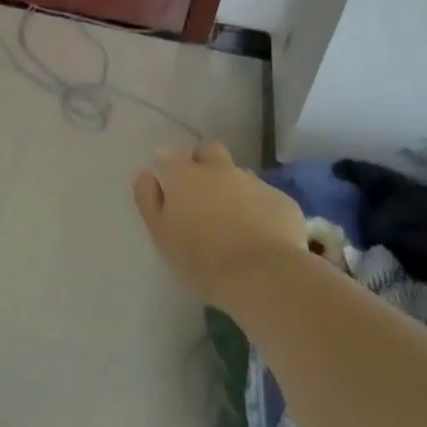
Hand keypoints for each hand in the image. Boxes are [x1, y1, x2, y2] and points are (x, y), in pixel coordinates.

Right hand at [131, 141, 310, 309]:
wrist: (262, 275)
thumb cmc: (200, 258)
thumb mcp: (161, 233)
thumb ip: (149, 199)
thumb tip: (144, 174)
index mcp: (185, 176)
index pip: (171, 155)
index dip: (167, 163)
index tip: (167, 178)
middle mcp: (220, 170)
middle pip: (209, 151)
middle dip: (202, 161)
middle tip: (200, 191)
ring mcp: (254, 182)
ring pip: (239, 175)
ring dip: (232, 188)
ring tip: (231, 219)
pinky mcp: (282, 201)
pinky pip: (264, 198)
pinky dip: (258, 209)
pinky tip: (258, 234)